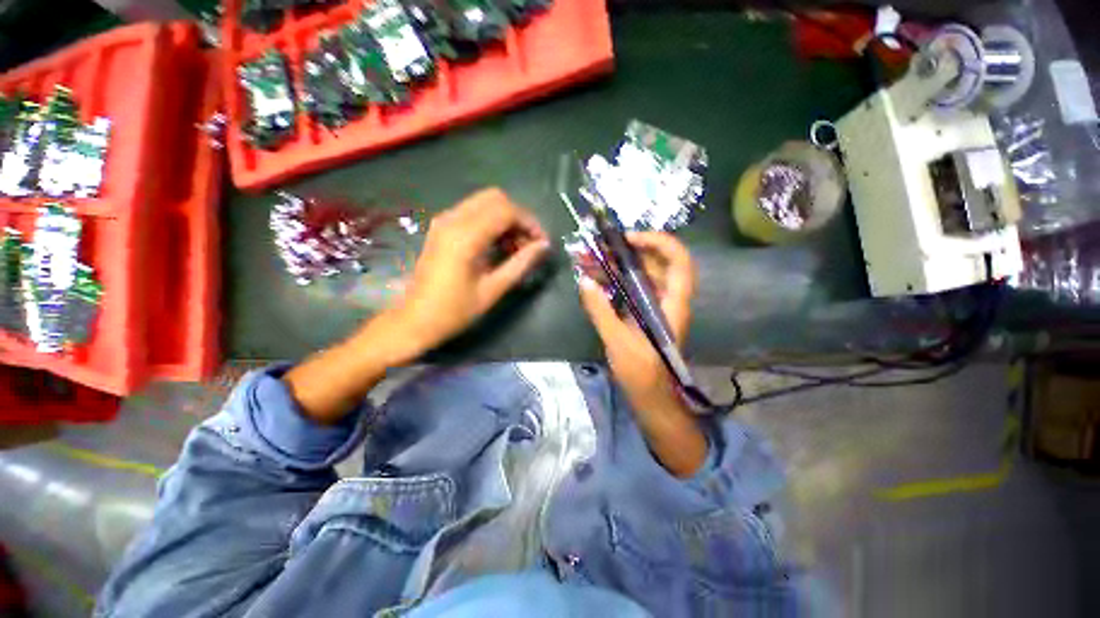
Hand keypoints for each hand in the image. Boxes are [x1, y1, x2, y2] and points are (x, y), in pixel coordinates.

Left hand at [386, 187, 549, 357]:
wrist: (414, 320)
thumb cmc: (454, 311)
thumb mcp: (492, 290)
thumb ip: (520, 264)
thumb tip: (544, 246)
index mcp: (464, 237)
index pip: (506, 211)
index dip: (529, 223)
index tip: (542, 243)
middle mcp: (452, 220)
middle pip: (495, 198)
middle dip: (518, 217)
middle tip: (529, 244)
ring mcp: (444, 221)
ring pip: (484, 202)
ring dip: (505, 219)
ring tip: (516, 248)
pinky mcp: (441, 227)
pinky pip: (473, 212)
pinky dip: (491, 222)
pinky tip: (498, 245)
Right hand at [578, 232, 695, 412]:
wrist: (650, 398)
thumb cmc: (641, 373)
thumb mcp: (618, 342)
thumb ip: (601, 311)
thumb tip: (584, 281)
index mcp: (672, 304)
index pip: (678, 261)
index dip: (658, 242)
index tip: (628, 239)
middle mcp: (668, 300)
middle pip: (655, 264)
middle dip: (626, 252)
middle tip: (598, 248)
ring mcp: (655, 306)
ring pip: (641, 275)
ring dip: (616, 265)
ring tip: (589, 260)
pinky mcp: (643, 314)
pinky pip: (631, 289)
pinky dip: (615, 280)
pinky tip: (594, 280)